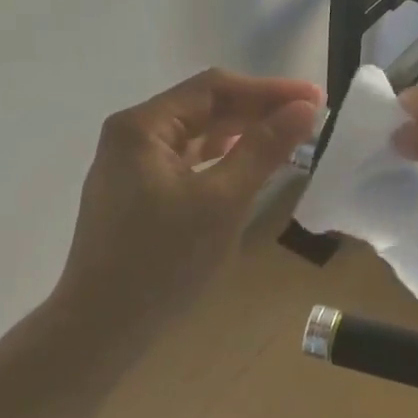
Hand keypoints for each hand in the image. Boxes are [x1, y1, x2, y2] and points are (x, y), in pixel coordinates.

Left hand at [55, 68, 321, 330]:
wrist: (102, 327)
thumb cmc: (163, 261)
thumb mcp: (222, 201)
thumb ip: (264, 149)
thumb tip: (305, 107)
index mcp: (142, 126)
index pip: (213, 89)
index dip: (268, 90)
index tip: (315, 98)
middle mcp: (130, 136)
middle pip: (202, 109)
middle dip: (255, 111)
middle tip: (307, 119)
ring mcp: (129, 167)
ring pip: (195, 136)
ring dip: (240, 134)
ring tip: (285, 138)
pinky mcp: (135, 195)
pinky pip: (185, 162)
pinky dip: (219, 160)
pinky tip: (246, 166)